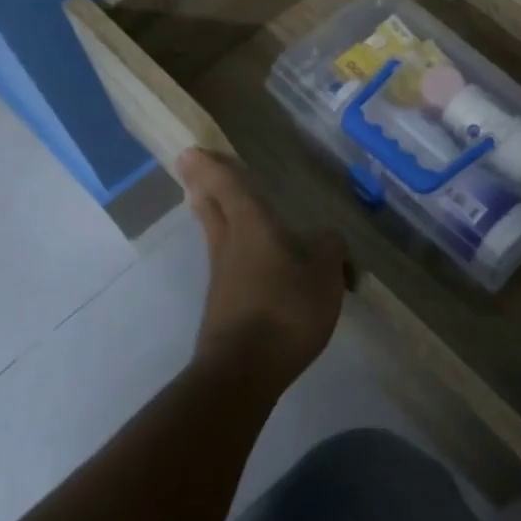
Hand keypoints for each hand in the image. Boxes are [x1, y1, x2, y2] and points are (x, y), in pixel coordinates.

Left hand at [178, 149, 349, 391]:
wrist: (244, 370)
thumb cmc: (286, 308)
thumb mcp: (324, 272)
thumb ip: (328, 248)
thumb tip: (326, 239)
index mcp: (252, 226)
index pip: (228, 185)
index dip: (212, 165)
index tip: (191, 150)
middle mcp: (230, 244)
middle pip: (211, 207)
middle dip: (202, 186)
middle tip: (193, 168)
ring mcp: (223, 277)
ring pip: (217, 235)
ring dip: (215, 216)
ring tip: (223, 206)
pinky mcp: (225, 305)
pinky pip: (232, 265)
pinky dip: (237, 252)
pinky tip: (258, 262)